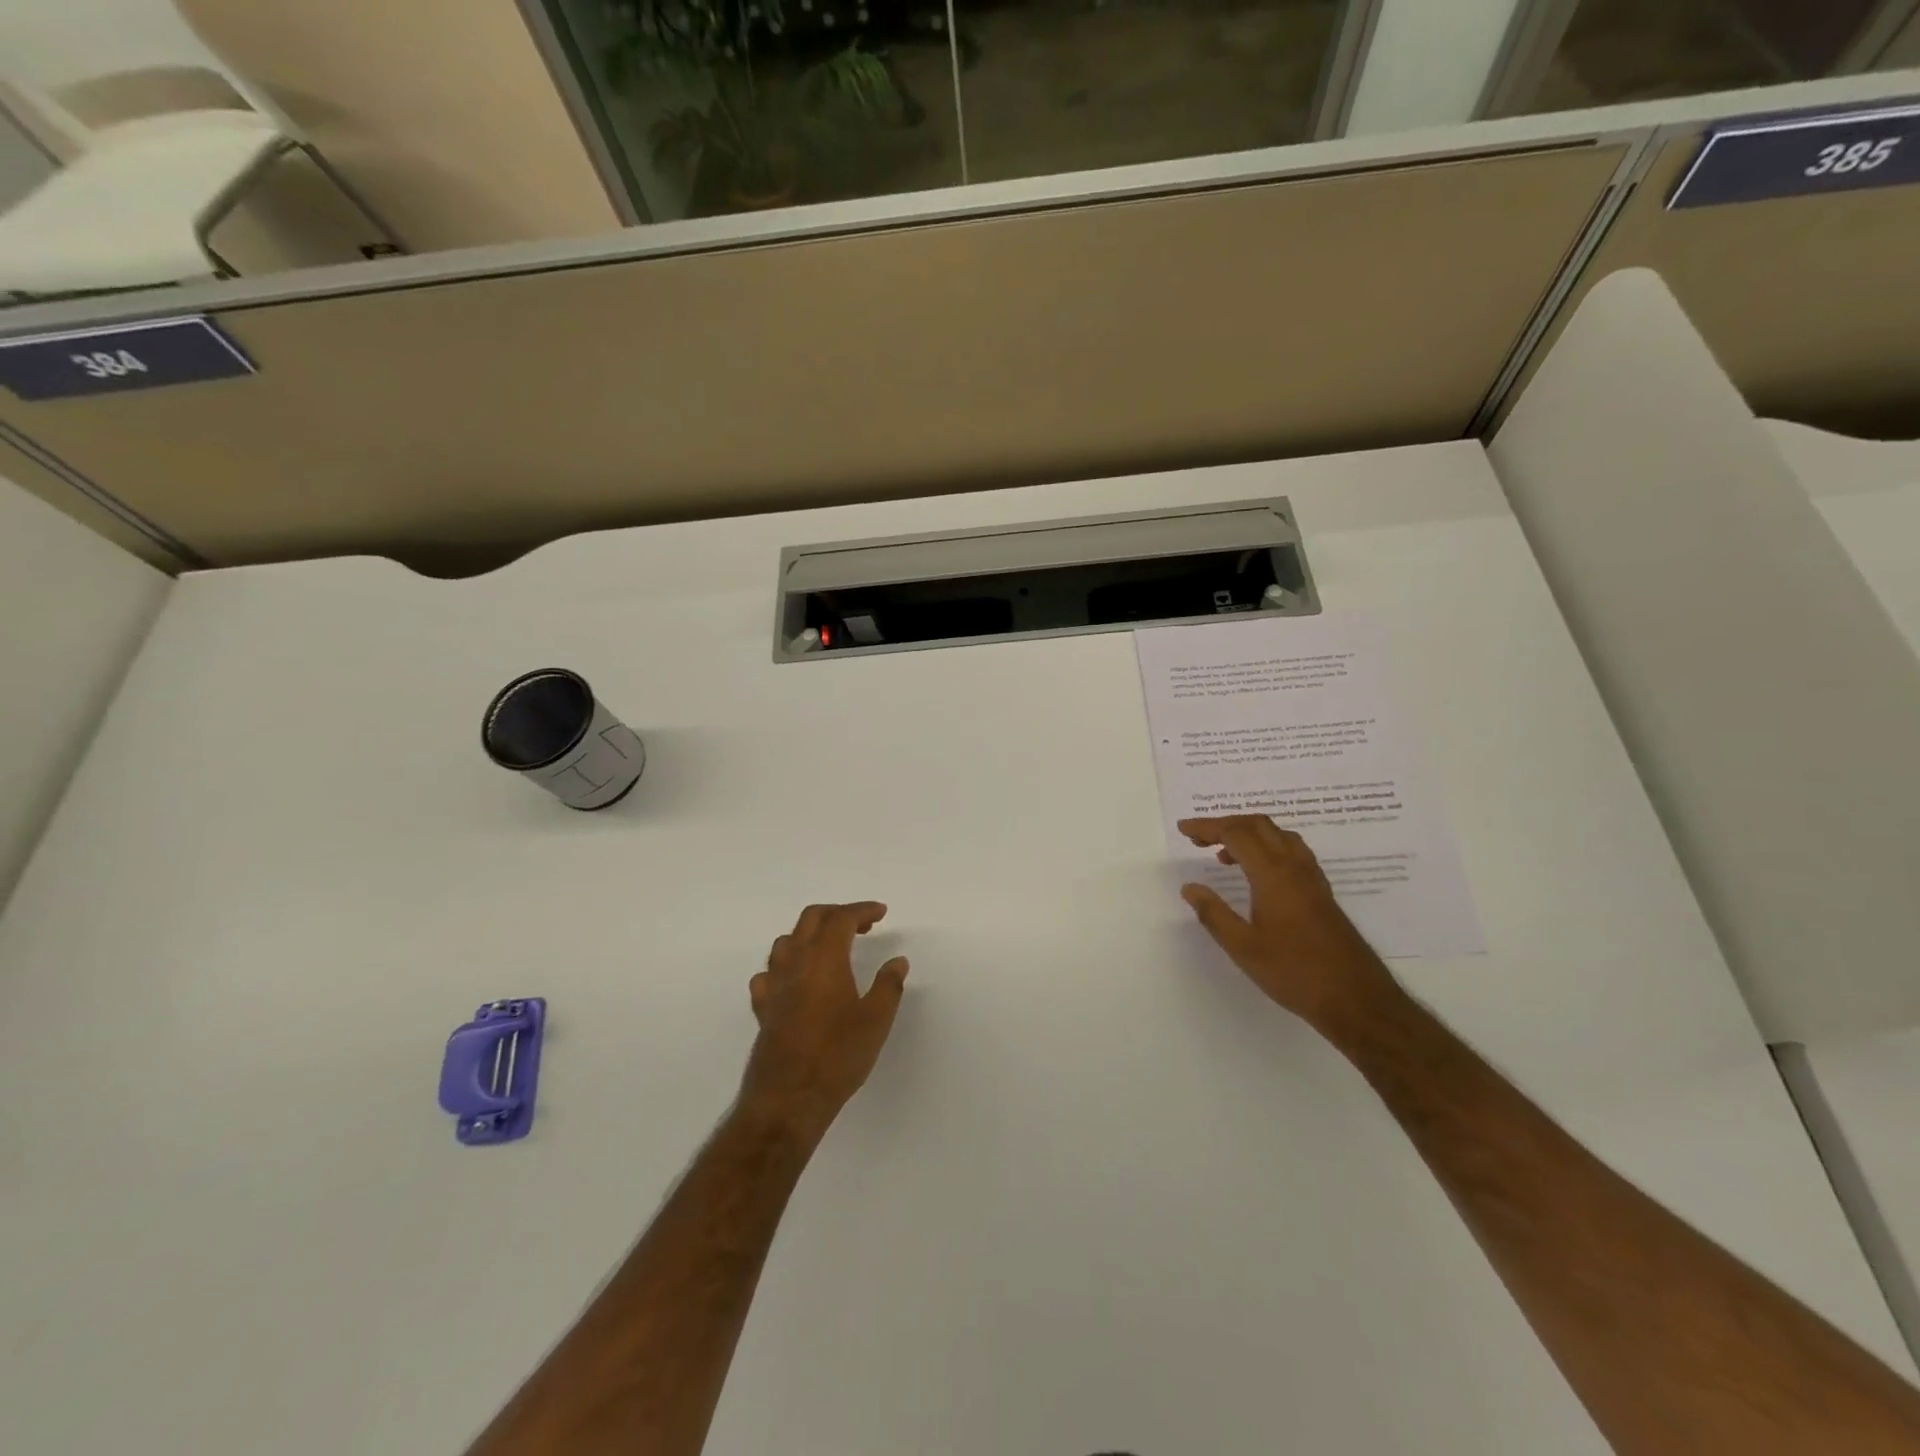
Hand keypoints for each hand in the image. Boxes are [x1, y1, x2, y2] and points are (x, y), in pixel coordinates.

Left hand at [740, 902, 908, 1139]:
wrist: (788, 1099)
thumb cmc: (838, 1055)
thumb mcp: (876, 1020)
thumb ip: (888, 985)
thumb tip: (897, 961)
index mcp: (824, 958)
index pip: (841, 918)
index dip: (862, 910)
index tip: (881, 913)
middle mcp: (795, 963)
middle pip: (810, 919)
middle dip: (837, 914)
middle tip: (862, 925)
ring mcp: (774, 985)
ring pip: (786, 941)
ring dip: (809, 935)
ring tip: (830, 948)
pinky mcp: (763, 1009)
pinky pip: (769, 973)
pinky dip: (785, 966)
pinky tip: (795, 980)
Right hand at [1178, 816, 1398, 1035]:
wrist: (1357, 998)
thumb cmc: (1295, 973)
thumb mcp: (1243, 948)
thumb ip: (1213, 914)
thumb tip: (1190, 887)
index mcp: (1273, 875)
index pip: (1236, 834)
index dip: (1207, 827)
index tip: (1184, 829)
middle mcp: (1294, 867)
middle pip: (1259, 825)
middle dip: (1225, 824)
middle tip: (1198, 838)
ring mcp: (1312, 878)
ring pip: (1278, 835)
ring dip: (1248, 833)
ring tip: (1224, 854)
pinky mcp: (1321, 892)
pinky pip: (1292, 851)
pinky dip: (1267, 847)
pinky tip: (1258, 874)